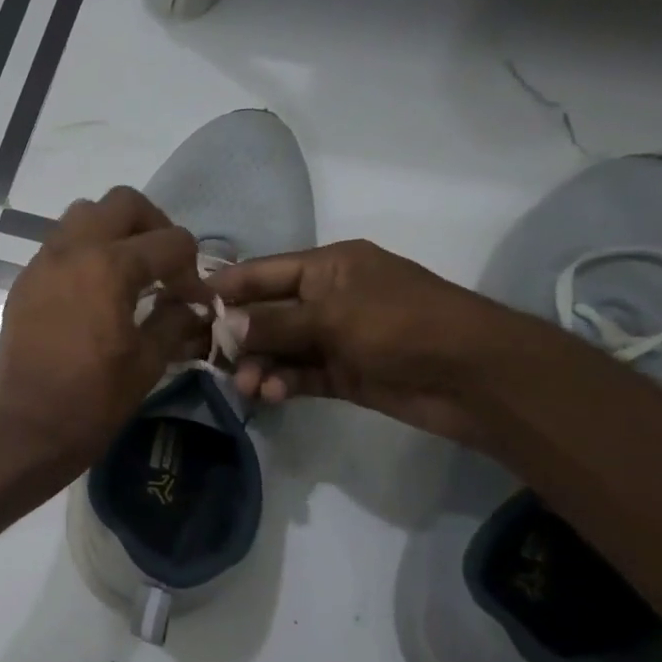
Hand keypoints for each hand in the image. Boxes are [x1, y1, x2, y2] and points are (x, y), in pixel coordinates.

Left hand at [0, 187, 209, 483]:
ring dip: (113, 232)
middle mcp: (71, 251)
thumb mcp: (147, 362)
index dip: (192, 269)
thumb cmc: (92, 401)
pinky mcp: (23, 284)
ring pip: (83, 216)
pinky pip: (58, 246)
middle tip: (163, 265)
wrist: (27, 430)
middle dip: (152, 225)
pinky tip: (94, 293)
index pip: (170, 241)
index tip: (194, 300)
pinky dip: (83, 253)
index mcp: (108, 267)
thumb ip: (174, 321)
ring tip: (128, 272)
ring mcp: (40, 265)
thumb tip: (191, 305)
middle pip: (121, 203)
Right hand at [206, 240, 524, 448]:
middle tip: (205, 357)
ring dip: (258, 365)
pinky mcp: (343, 373)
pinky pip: (298, 375)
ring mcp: (336, 337)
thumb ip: (275, 322)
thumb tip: (225, 326)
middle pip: (266, 313)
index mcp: (328, 267)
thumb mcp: (334, 316)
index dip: (226, 289)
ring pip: (279, 348)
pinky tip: (268, 394)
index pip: (263, 272)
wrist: (475, 377)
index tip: (185, 307)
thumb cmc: (403, 325)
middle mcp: (327, 298)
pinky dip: (281, 383)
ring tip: (246, 385)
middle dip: (237, 335)